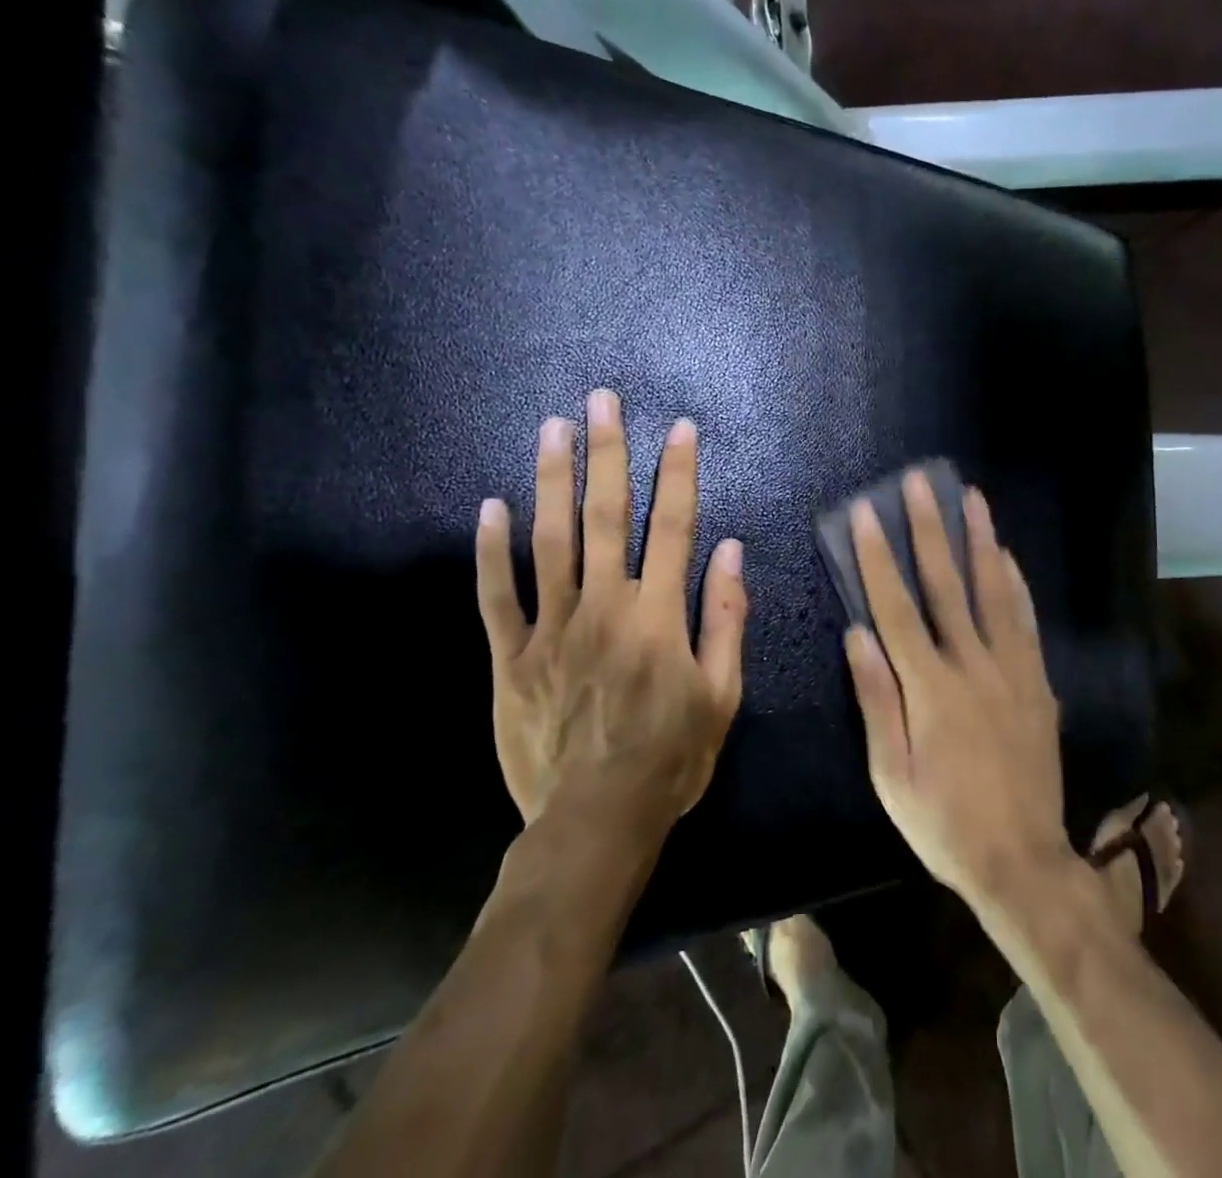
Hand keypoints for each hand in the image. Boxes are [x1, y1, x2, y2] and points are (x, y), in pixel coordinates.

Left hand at [475, 389, 748, 828]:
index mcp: (658, 616)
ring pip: (549, 541)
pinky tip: (492, 506)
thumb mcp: (722, 695)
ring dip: (552, 480)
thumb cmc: (671, 758)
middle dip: (608, 453)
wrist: (595, 822)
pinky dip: (492, 550)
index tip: (680, 429)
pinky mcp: (511, 657)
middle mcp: (604, 607)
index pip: (673, 527)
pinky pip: (497, 596)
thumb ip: (725, 618)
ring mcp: (551, 628)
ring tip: (553, 428)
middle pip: (605, 516)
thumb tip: (729, 552)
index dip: (678, 474)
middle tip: (602, 400)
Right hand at [843, 470, 1074, 910]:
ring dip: (980, 540)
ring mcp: (1012, 670)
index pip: (896, 606)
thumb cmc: (943, 822)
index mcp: (929, 687)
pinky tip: (1008, 556)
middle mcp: (973, 665)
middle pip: (946, 584)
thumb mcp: (891, 775)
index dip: (878, 556)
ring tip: (972, 498)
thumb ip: (876, 699)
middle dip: (930, 529)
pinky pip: (1025, 620)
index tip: (867, 513)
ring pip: (993, 590)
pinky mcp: (1038, 682)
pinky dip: (1015, 583)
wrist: (1022, 860)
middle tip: (921, 484)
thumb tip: (856, 633)